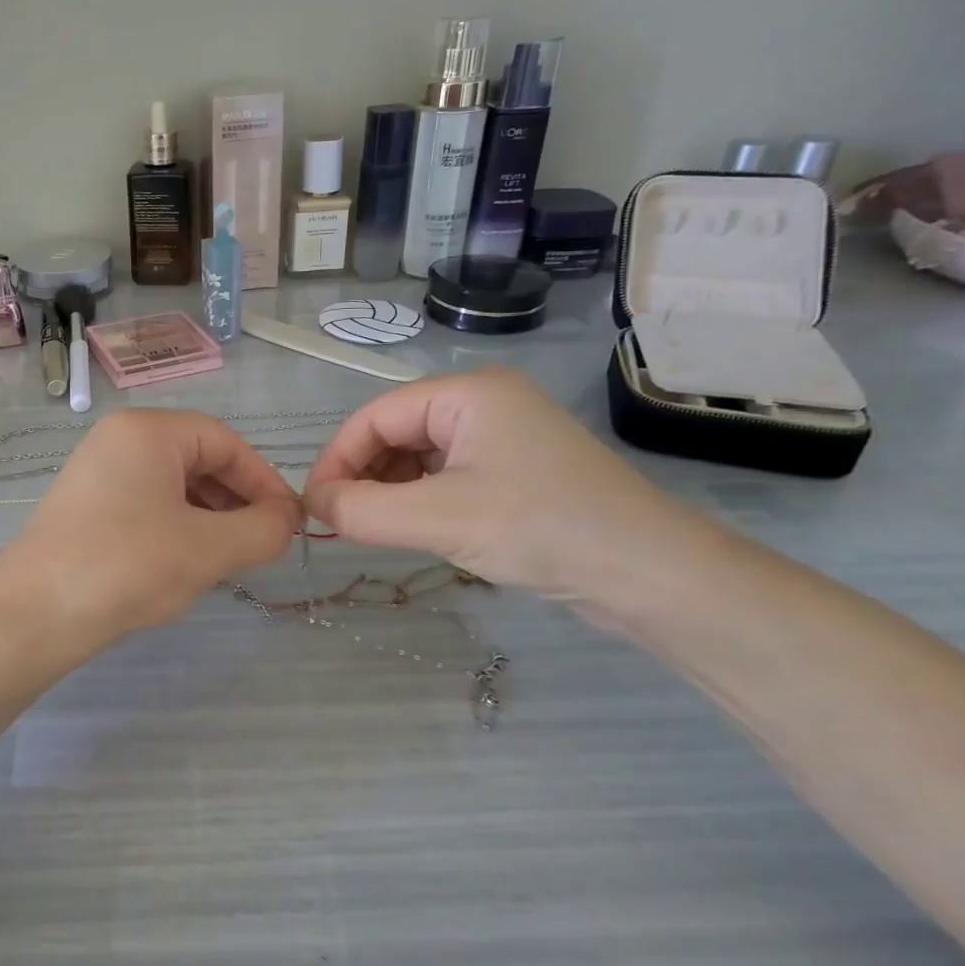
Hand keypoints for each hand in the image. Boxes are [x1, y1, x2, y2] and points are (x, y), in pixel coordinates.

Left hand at [0, 409, 300, 649]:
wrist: (33, 614)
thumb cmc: (127, 566)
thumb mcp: (208, 549)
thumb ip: (262, 530)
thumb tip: (286, 521)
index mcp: (148, 430)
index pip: (226, 441)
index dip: (264, 480)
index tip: (289, 522)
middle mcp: (120, 439)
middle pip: (198, 459)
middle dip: (237, 501)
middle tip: (262, 543)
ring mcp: (97, 472)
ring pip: (173, 485)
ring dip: (210, 517)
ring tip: (229, 557)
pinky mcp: (85, 505)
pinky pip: (147, 504)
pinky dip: (177, 527)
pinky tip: (186, 562)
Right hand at [303, 369, 699, 600]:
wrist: (651, 573)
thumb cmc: (541, 528)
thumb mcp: (439, 519)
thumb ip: (363, 511)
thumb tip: (314, 505)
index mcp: (466, 392)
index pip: (375, 416)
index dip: (336, 459)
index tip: (314, 507)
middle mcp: (483, 402)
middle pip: (395, 431)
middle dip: (363, 474)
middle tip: (340, 523)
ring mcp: (502, 435)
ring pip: (418, 455)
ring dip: (389, 489)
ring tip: (373, 529)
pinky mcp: (515, 469)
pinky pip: (446, 474)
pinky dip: (419, 499)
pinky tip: (413, 528)